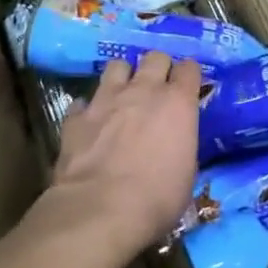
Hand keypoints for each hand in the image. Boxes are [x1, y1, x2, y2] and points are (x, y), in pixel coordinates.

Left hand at [48, 52, 201, 265]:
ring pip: (117, 65)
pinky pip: (84, 101)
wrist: (101, 210)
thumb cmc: (157, 198)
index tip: (188, 86)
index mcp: (178, 103)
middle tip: (157, 86)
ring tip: (123, 94)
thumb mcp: (187, 173)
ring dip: (123, 77)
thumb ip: (182, 145)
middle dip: (158, 67)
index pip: (190, 68)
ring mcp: (107, 99)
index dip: (189, 76)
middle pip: (155, 57)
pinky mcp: (77, 116)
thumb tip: (176, 144)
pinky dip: (89, 109)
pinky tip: (91, 122)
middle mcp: (144, 90)